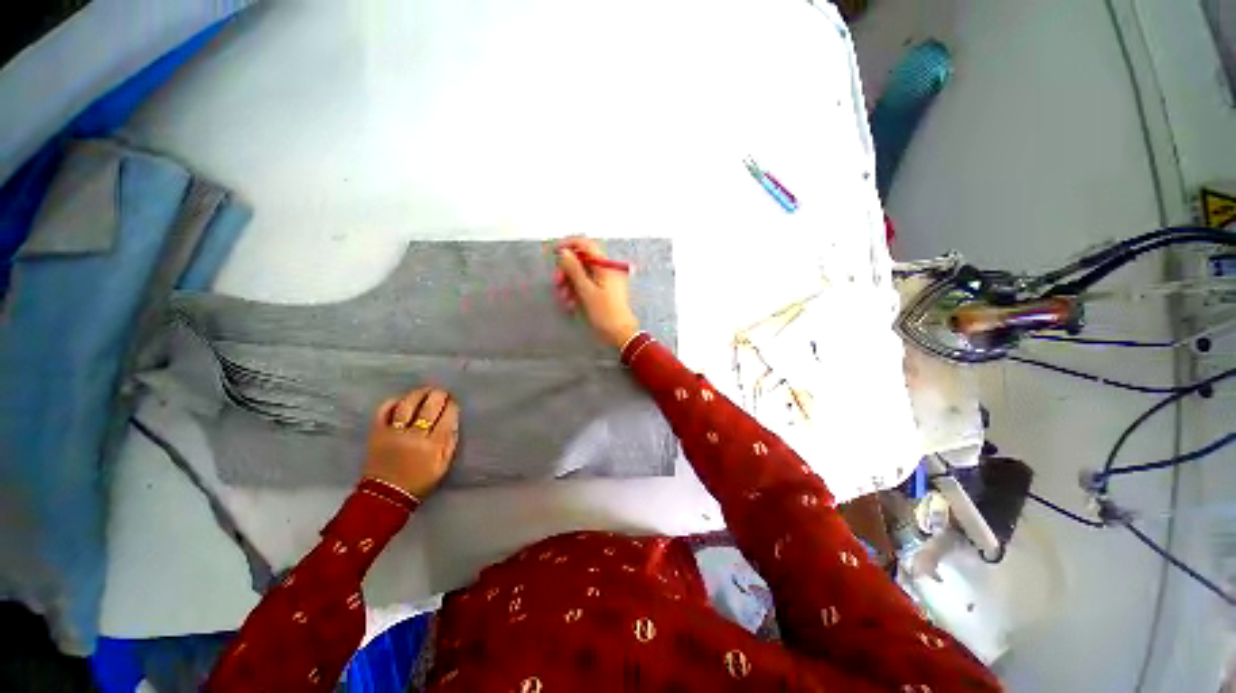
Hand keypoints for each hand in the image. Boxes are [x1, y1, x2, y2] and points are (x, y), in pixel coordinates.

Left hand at [362, 388, 459, 498]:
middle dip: (438, 395)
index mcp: (433, 444)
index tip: (453, 401)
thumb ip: (450, 442)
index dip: (451, 405)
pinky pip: (383, 411)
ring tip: (425, 390)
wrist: (386, 496)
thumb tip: (453, 421)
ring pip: (407, 405)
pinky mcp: (377, 433)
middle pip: (429, 407)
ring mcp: (393, 433)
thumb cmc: (419, 481)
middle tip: (442, 392)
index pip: (446, 416)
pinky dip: (392, 402)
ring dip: (418, 394)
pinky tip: (401, 399)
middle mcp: (414, 435)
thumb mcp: (443, 465)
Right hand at [554, 237, 640, 348]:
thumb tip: (563, 252)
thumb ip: (574, 270)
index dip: (568, 244)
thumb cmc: (605, 313)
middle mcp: (606, 269)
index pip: (585, 244)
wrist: (620, 334)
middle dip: (566, 270)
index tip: (553, 252)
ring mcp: (605, 280)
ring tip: (564, 298)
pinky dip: (576, 290)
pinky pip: (586, 284)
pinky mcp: (603, 290)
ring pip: (582, 274)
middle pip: (582, 260)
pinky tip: (570, 303)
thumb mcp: (586, 291)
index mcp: (605, 265)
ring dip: (569, 283)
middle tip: (557, 283)